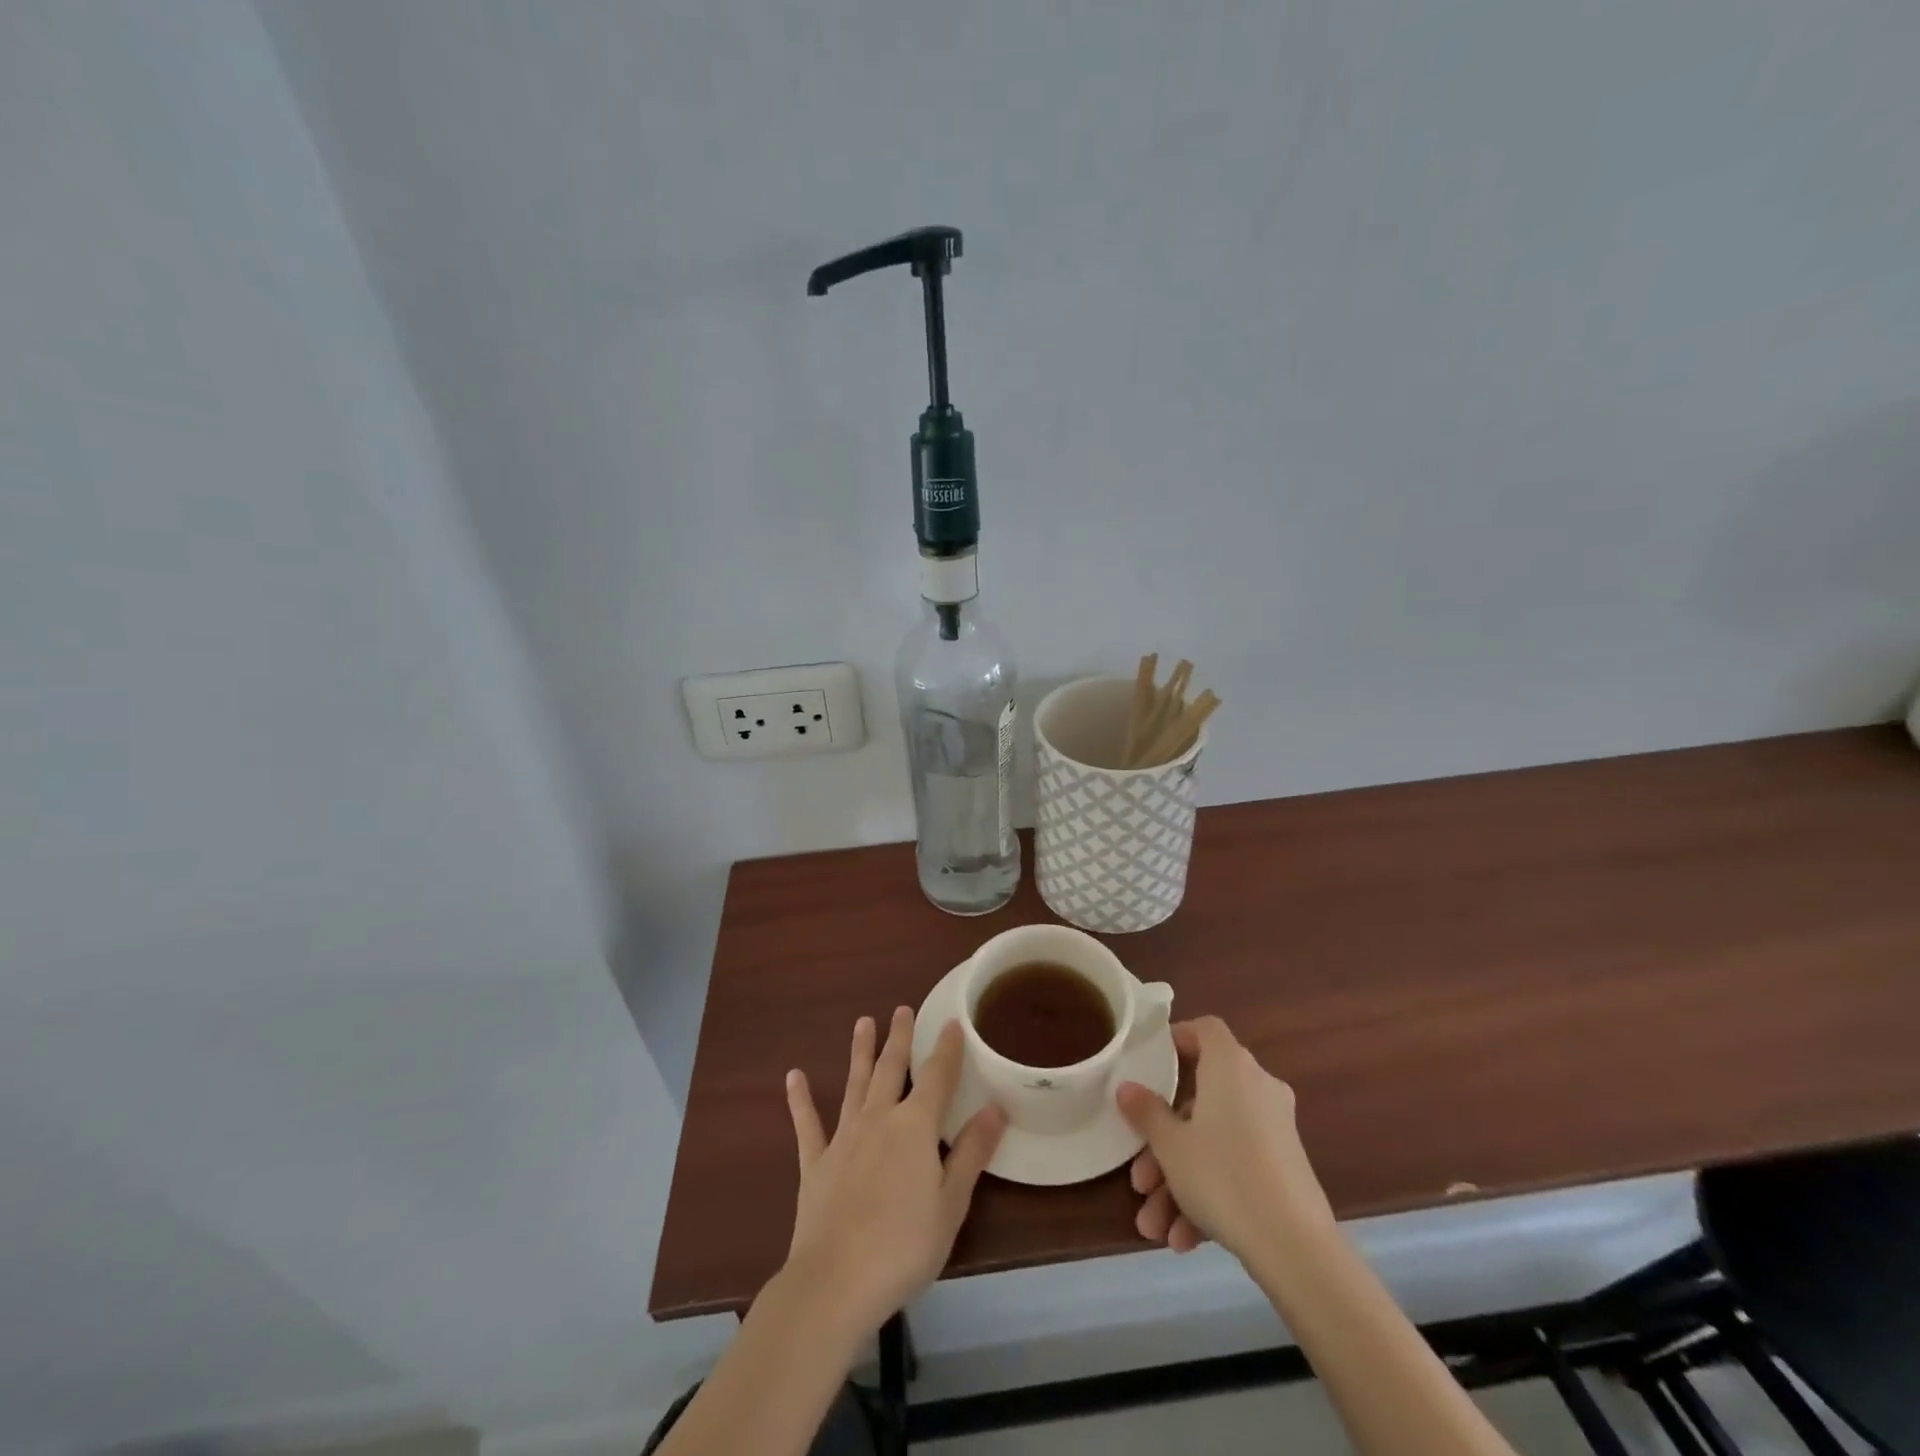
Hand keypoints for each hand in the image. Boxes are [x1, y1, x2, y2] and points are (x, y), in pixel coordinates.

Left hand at [781, 1007, 1006, 1338]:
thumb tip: (995, 1107)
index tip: (951, 1022)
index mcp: (915, 1127)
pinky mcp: (815, 1163)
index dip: (946, 1049)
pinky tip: (793, 1077)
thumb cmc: (904, 1247)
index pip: (936, 1077)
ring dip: (860, 1052)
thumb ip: (971, 1152)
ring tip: (863, 1022)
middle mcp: (879, 1119)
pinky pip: (808, 1125)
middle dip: (899, 1038)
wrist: (835, 1283)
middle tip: (901, 1009)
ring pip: (854, 1084)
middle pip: (891, 1069)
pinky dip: (800, 1100)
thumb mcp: (951, 1204)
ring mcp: (843, 1138)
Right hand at [1116, 1016, 1333, 1261]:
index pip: (1205, 1030)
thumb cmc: (1223, 1177)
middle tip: (1140, 1178)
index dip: (1176, 1039)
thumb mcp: (1170, 1145)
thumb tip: (1127, 1087)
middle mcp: (1257, 1088)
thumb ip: (1146, 1112)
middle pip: (1200, 1099)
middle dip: (1165, 1142)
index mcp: (1230, 1066)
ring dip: (1180, 1180)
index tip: (1150, 1064)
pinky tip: (1184, 1239)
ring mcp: (1275, 1129)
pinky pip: (1237, 1167)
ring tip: (1153, 1225)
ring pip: (1214, 1142)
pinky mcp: (1285, 1168)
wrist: (1296, 1249)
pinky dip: (1209, 1195)